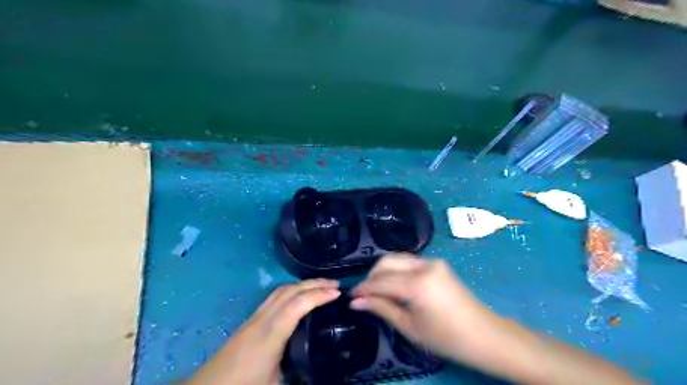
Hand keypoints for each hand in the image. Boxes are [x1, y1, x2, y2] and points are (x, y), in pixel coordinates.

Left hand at [182, 280, 340, 384]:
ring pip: (282, 290)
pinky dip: (293, 291)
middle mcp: (263, 318)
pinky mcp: (252, 319)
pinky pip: (276, 296)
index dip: (319, 295)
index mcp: (271, 334)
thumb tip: (320, 368)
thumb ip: (300, 374)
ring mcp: (256, 316)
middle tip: (336, 285)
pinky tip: (300, 297)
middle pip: (290, 291)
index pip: (298, 305)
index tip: (338, 293)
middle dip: (314, 283)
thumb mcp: (276, 384)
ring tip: (322, 287)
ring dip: (303, 284)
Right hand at [351, 254, 502, 368]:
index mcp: (418, 284)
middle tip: (363, 293)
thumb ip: (381, 308)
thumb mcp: (409, 326)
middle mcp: (425, 265)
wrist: (484, 335)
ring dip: (383, 271)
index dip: (364, 288)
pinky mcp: (437, 263)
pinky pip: (409, 262)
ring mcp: (433, 261)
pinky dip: (396, 270)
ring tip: (376, 290)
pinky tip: (393, 285)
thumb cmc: (446, 338)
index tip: (351, 296)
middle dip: (372, 276)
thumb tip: (356, 302)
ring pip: (398, 259)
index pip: (381, 281)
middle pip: (387, 261)